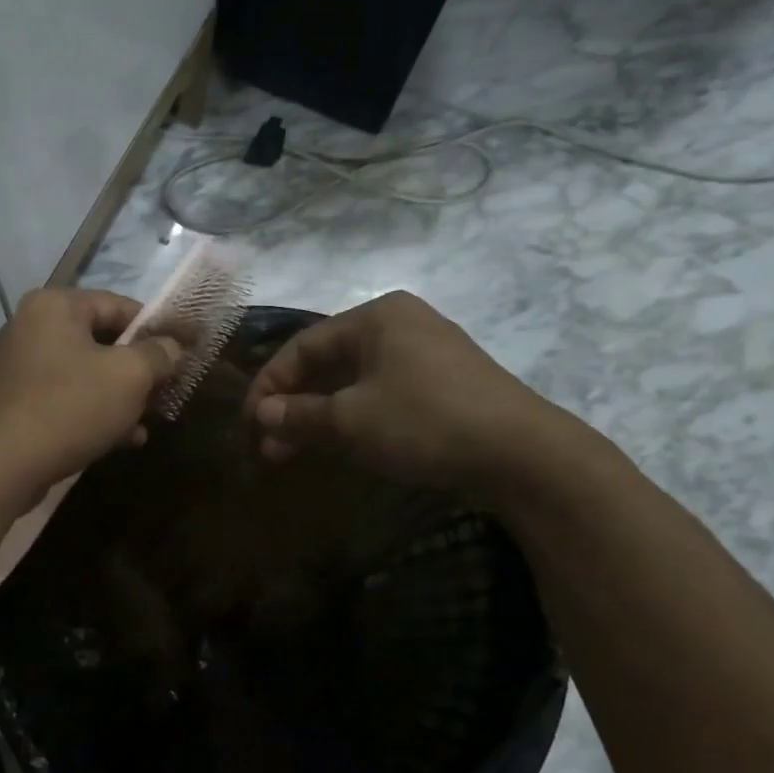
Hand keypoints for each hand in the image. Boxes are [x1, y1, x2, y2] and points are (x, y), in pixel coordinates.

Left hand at [0, 288, 182, 496]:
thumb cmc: (68, 407)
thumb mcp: (128, 377)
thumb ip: (158, 354)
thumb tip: (172, 346)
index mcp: (56, 306)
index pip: (120, 305)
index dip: (158, 328)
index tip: (186, 351)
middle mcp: (32, 327)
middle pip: (102, 341)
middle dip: (139, 369)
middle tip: (167, 391)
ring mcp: (20, 367)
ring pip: (86, 374)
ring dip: (121, 397)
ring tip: (148, 421)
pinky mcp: (16, 403)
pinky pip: (66, 399)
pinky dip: (94, 413)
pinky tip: (123, 440)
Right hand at [245, 291, 577, 495]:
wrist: (523, 455)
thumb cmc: (425, 422)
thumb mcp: (350, 420)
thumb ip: (298, 415)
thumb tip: (262, 415)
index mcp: (376, 317)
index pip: (302, 345)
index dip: (269, 384)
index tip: (250, 422)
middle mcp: (400, 325)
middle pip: (327, 363)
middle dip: (293, 405)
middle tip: (270, 445)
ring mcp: (425, 354)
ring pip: (353, 381)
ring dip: (319, 416)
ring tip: (294, 452)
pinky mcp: (442, 384)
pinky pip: (380, 393)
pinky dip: (352, 417)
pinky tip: (338, 445)